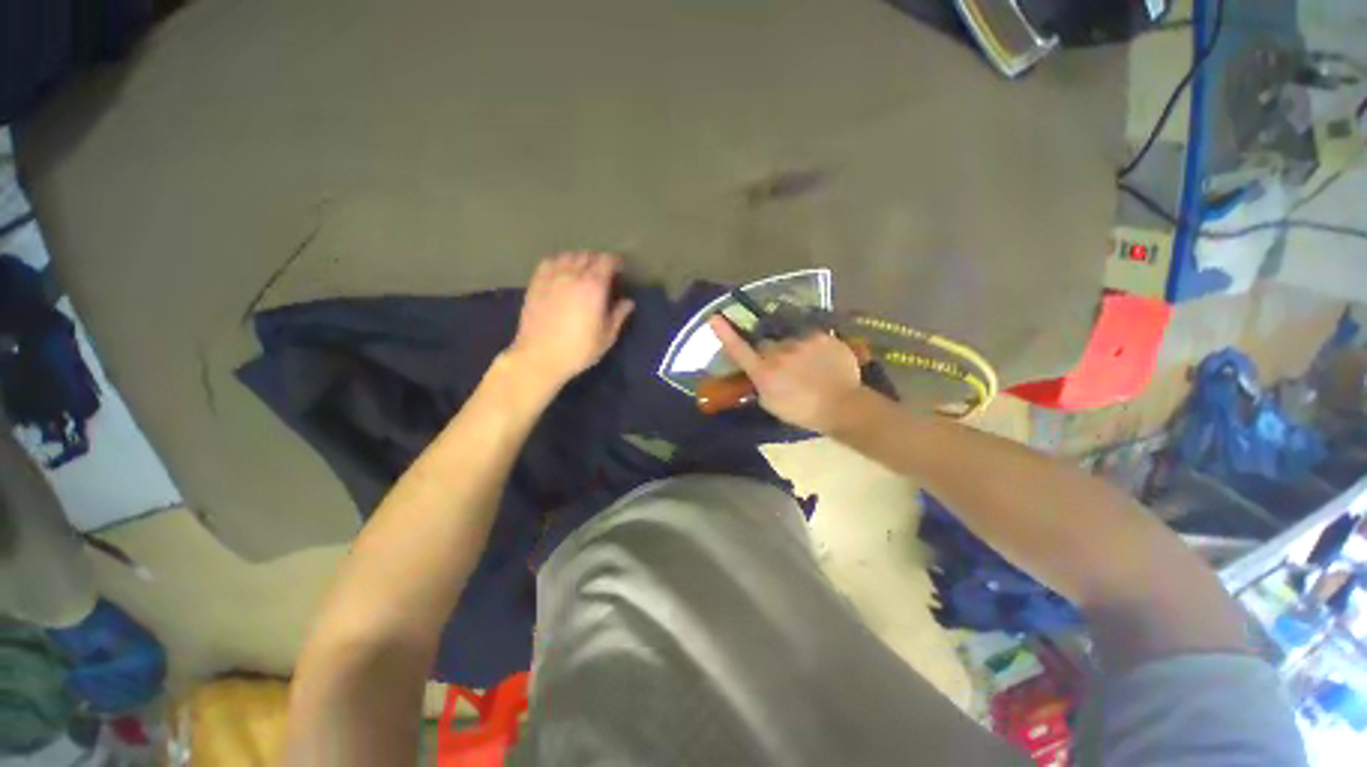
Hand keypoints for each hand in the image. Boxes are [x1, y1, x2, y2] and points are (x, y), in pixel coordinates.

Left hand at [507, 252, 634, 387]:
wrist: (540, 357)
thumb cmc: (578, 350)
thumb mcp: (606, 337)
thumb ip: (618, 315)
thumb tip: (628, 302)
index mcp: (593, 287)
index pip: (606, 261)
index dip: (615, 261)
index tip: (620, 268)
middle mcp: (572, 275)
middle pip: (588, 255)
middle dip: (598, 260)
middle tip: (604, 272)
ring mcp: (551, 277)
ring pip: (568, 256)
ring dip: (579, 259)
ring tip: (583, 270)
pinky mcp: (535, 283)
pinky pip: (549, 262)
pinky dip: (559, 261)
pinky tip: (562, 271)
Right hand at [709, 315, 862, 432]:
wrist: (842, 406)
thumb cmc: (803, 411)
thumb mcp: (772, 404)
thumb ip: (761, 385)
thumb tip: (758, 372)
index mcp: (764, 372)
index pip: (739, 350)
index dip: (725, 334)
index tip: (714, 317)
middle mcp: (778, 353)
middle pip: (766, 343)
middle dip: (770, 351)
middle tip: (784, 365)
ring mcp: (800, 342)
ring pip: (789, 338)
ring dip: (792, 347)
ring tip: (807, 364)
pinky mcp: (820, 337)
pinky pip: (809, 336)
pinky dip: (812, 346)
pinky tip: (821, 359)